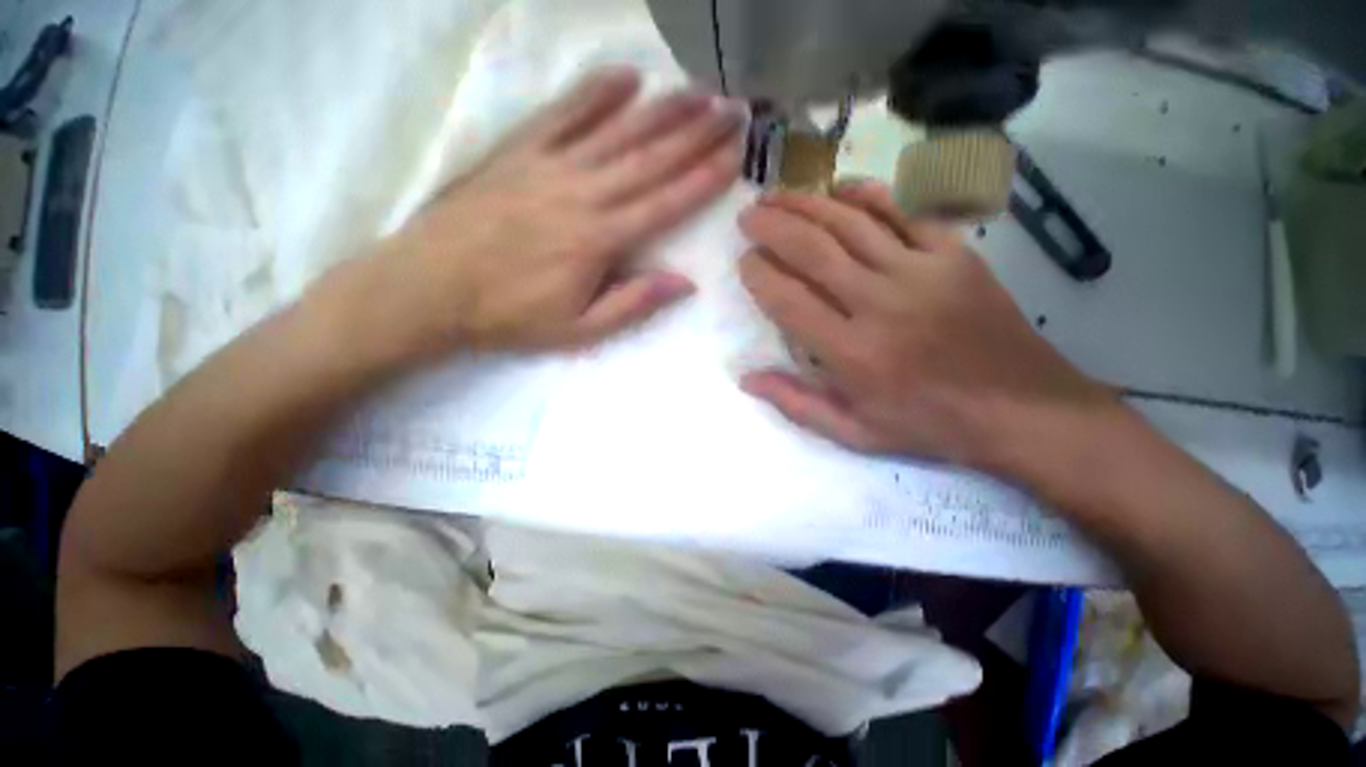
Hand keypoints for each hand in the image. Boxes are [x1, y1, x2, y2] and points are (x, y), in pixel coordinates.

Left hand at [340, 66, 743, 363]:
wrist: (430, 287)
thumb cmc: (510, 316)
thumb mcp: (580, 329)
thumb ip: (634, 303)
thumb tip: (685, 283)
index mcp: (600, 239)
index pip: (666, 203)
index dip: (704, 178)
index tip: (736, 156)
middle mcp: (583, 193)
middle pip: (650, 158)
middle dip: (696, 134)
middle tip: (732, 110)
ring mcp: (550, 166)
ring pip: (617, 130)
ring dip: (661, 109)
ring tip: (698, 91)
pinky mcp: (519, 152)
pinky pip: (563, 114)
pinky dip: (595, 93)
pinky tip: (624, 77)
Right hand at [737, 180, 1116, 469]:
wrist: (1021, 410)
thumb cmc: (928, 425)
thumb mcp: (854, 433)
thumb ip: (796, 403)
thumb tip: (746, 378)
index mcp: (851, 353)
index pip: (788, 300)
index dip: (759, 275)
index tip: (744, 261)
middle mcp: (879, 304)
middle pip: (813, 251)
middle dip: (772, 227)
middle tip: (748, 215)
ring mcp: (921, 272)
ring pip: (851, 224)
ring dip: (807, 204)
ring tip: (777, 195)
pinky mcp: (954, 254)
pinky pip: (905, 212)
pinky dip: (869, 194)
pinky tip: (840, 187)